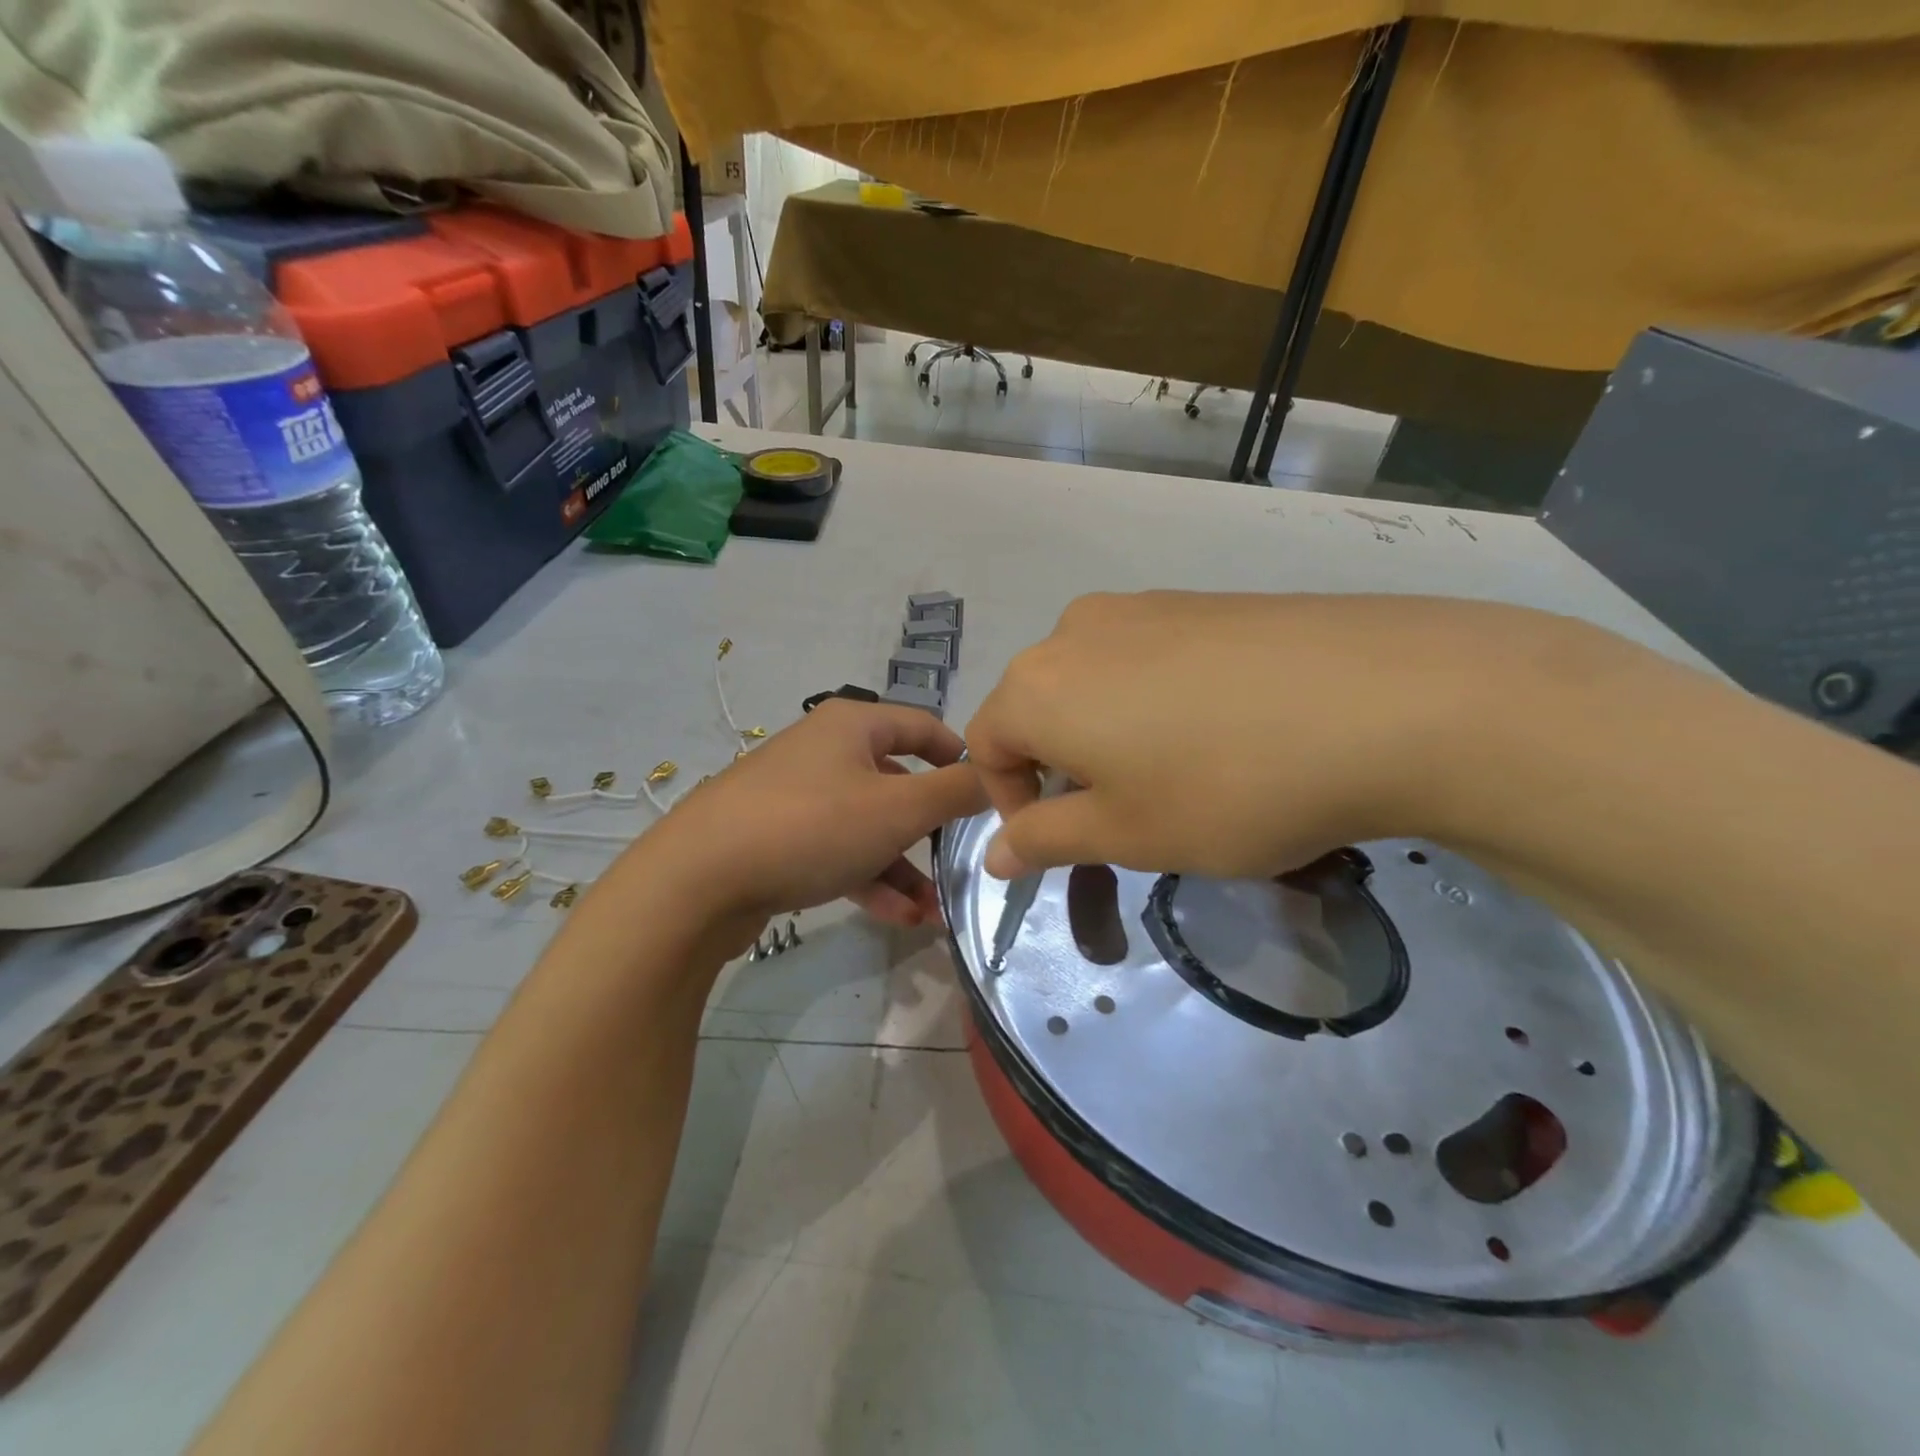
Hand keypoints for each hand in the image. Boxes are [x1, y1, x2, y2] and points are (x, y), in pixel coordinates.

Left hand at [622, 699, 985, 938]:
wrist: (697, 880)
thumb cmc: (811, 827)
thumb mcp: (897, 809)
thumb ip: (955, 792)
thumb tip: (995, 778)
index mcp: (852, 726)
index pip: (923, 726)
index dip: (961, 756)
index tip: (989, 793)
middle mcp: (824, 751)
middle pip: (896, 782)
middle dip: (932, 829)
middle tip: (962, 863)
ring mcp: (796, 797)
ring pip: (868, 826)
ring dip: (904, 867)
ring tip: (933, 912)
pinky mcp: (777, 839)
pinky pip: (837, 852)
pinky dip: (869, 879)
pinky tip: (898, 918)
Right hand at [965, 591, 1592, 879]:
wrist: (1384, 700)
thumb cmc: (1225, 785)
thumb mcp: (1125, 834)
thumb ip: (1044, 840)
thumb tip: (993, 853)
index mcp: (1037, 686)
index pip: (985, 745)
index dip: (1010, 801)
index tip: (1063, 839)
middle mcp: (1074, 631)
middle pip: (1036, 708)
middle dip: (1060, 767)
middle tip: (1121, 812)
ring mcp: (1142, 605)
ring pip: (1092, 681)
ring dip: (1106, 733)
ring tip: (1174, 771)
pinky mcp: (1200, 600)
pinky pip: (1145, 656)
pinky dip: (1153, 700)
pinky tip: (1219, 728)